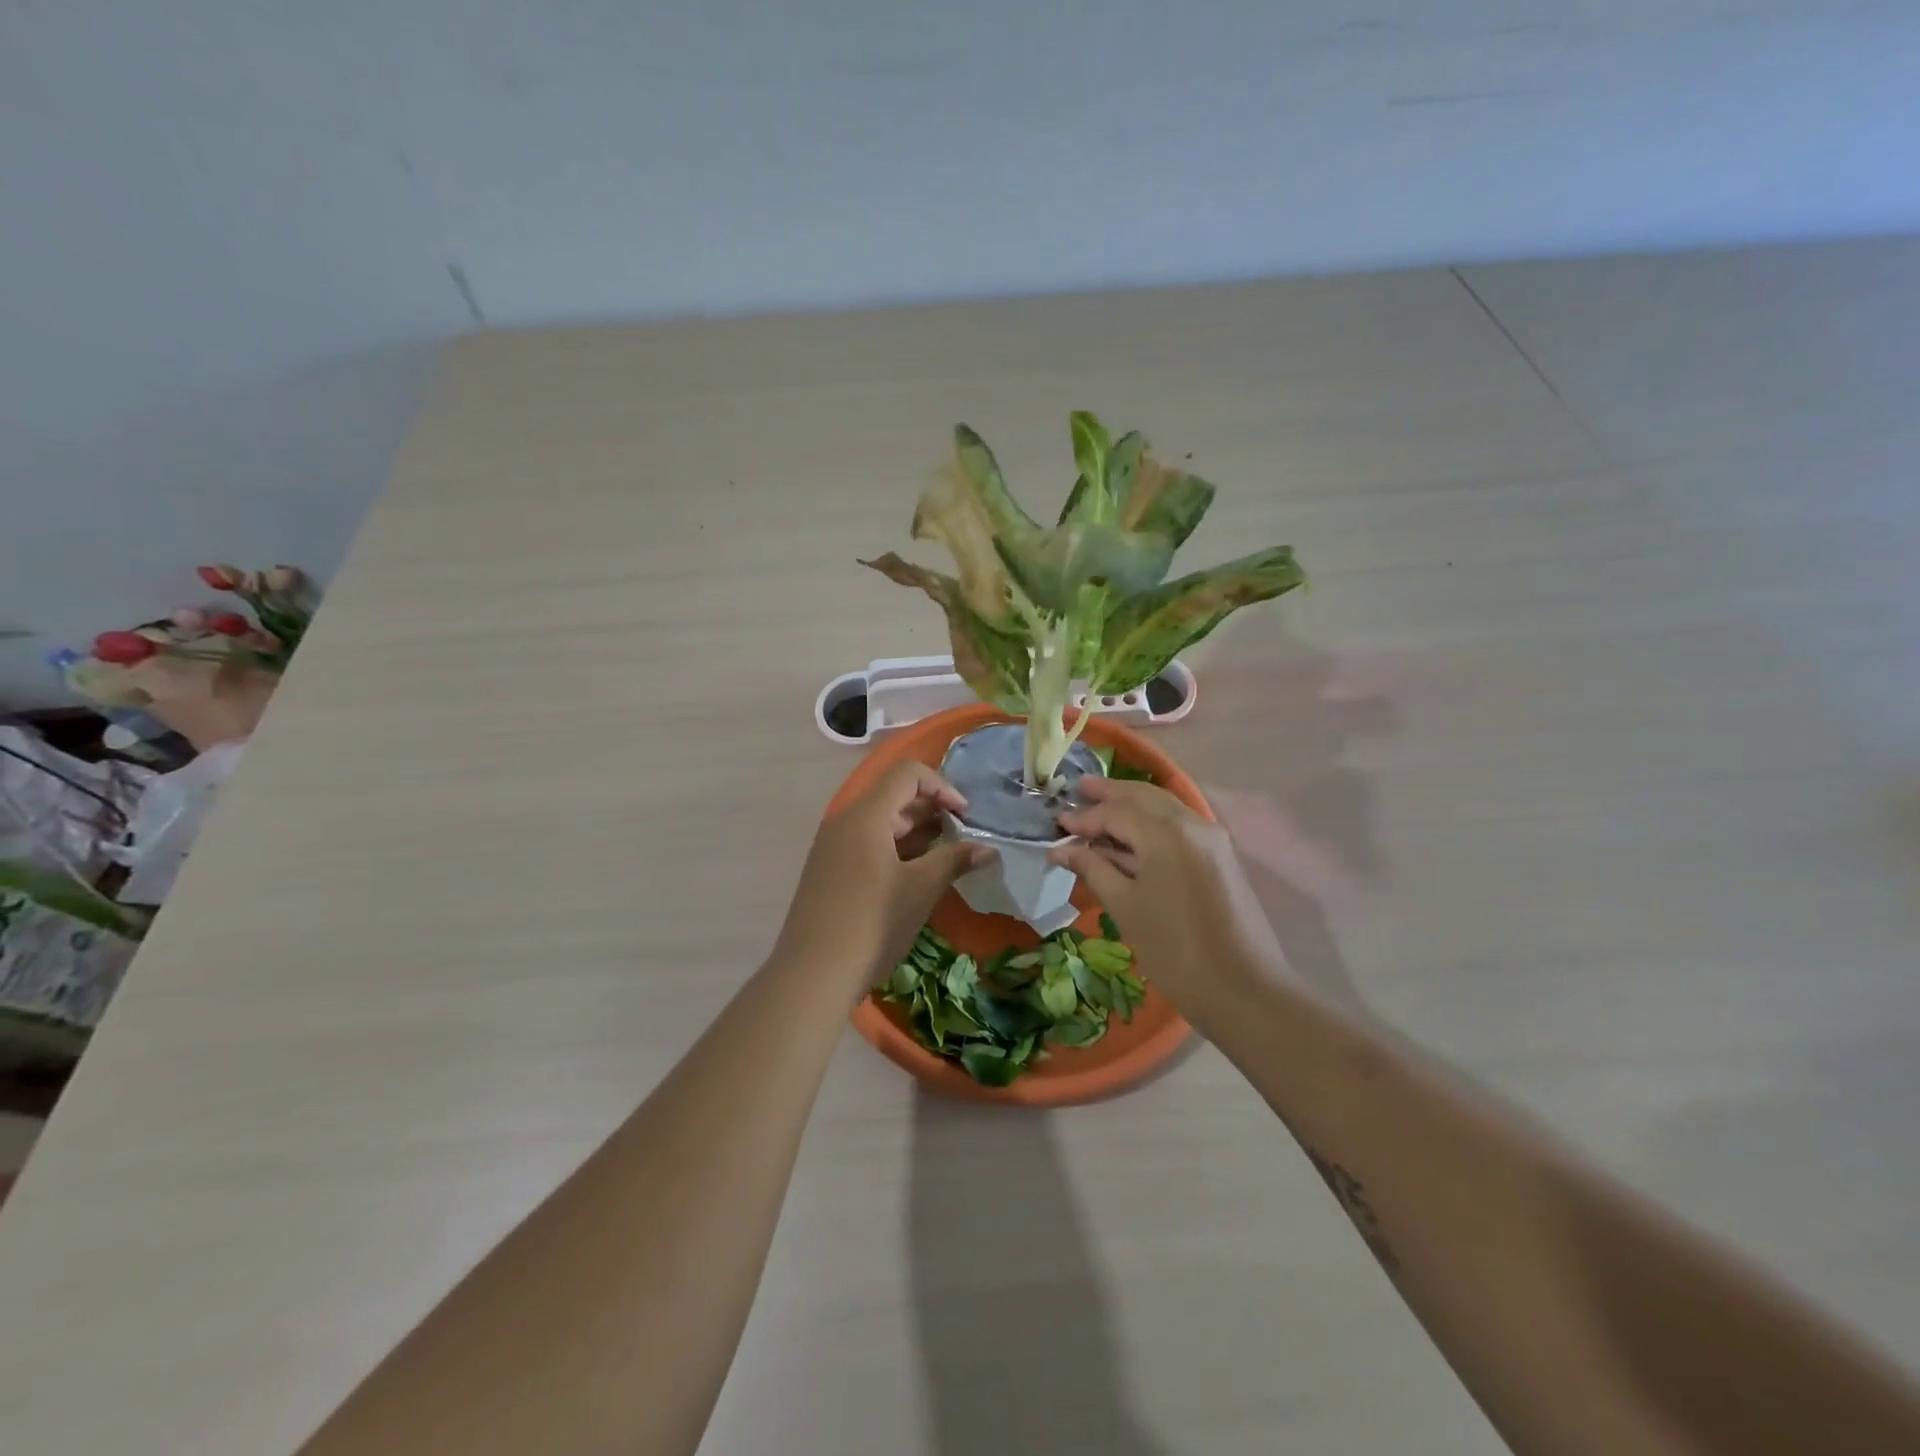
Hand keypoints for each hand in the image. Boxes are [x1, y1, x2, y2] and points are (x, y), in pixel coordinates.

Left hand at [775, 762, 992, 993]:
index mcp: (866, 815)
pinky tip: (915, 879)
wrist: (812, 975)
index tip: (965, 817)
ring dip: (916, 835)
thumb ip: (955, 860)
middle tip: (962, 839)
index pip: (907, 774)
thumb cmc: (872, 923)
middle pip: (894, 797)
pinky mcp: (829, 871)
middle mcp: (845, 822)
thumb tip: (988, 849)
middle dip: (932, 812)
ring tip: (945, 860)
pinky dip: (896, 851)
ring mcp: (833, 847)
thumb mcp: (921, 888)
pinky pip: (867, 845)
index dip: (942, 787)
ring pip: (881, 824)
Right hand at [1051, 778, 1287, 1028]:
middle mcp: (1192, 824)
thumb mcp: (1125, 908)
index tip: (1056, 824)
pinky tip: (1131, 835)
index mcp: (1166, 834)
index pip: (1116, 813)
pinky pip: (1178, 825)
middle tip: (1078, 791)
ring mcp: (1211, 838)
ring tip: (1099, 807)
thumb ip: (1092, 869)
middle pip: (1143, 797)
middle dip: (1109, 794)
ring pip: (1163, 808)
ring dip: (1131, 805)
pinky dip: (1151, 823)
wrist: (1245, 991)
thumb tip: (1060, 849)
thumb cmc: (1175, 951)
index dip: (1084, 818)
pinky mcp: (1220, 856)